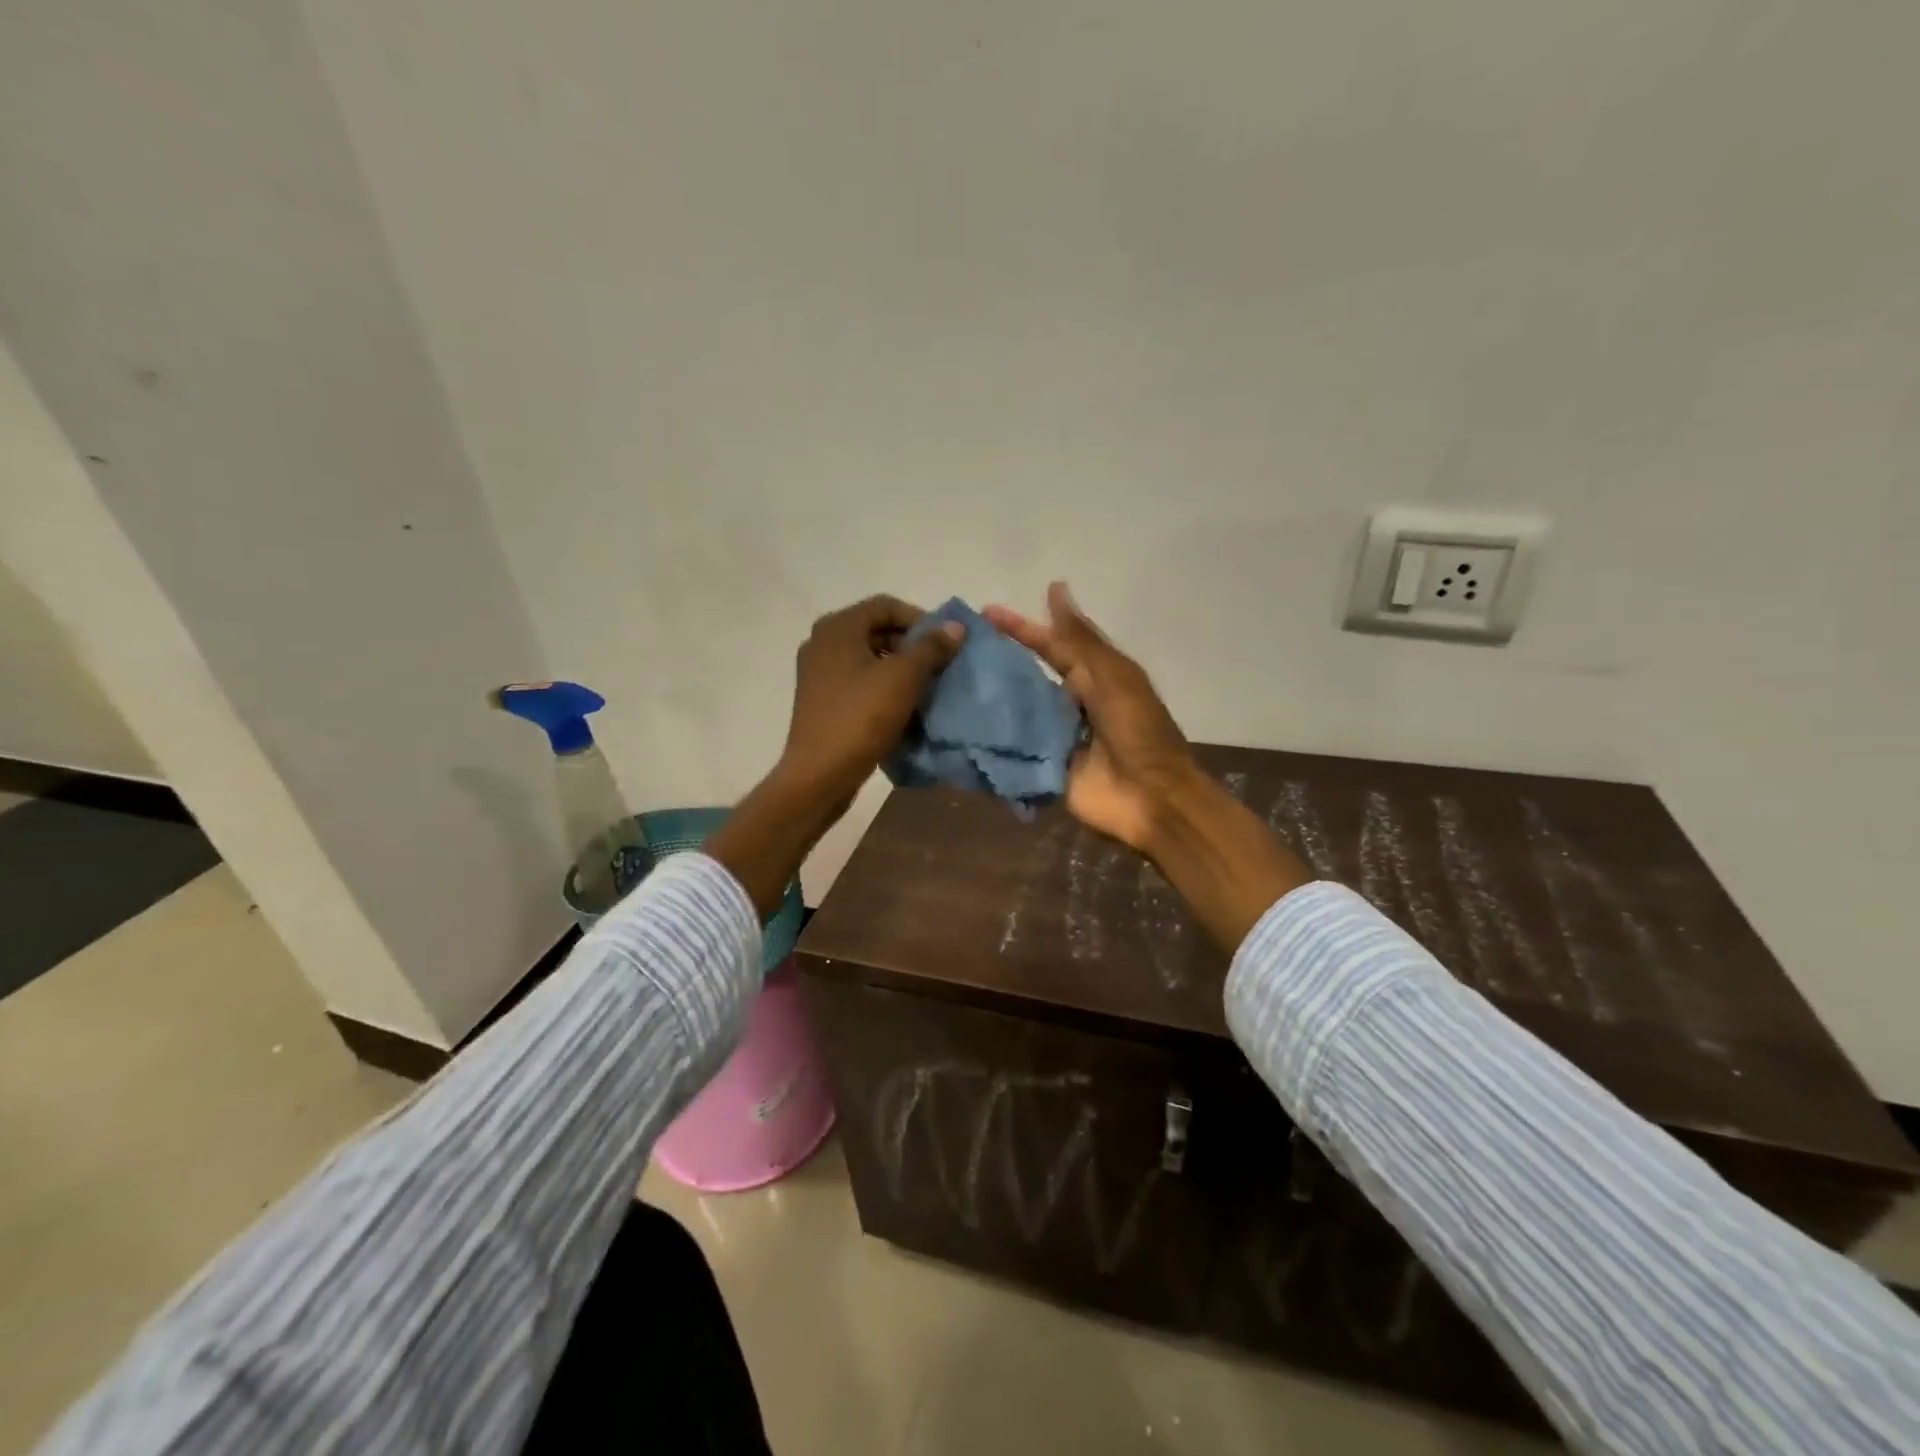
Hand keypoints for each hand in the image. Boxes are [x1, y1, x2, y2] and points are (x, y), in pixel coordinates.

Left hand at [711, 595, 961, 919]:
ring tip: (925, 688)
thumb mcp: (904, 678)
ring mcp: (817, 673)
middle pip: (875, 630)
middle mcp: (822, 642)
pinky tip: (901, 707)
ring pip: (867, 658)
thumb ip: (931, 648)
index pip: (886, 605)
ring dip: (898, 667)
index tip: (944, 643)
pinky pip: (857, 681)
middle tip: (938, 666)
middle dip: (910, 645)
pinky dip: (881, 686)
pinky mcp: (819, 700)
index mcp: (838, 627)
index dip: (920, 618)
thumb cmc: (861, 717)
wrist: (819, 774)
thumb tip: (955, 627)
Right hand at [986, 582, 1310, 950]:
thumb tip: (1055, 588)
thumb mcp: (1112, 676)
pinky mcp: (1045, 768)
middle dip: (997, 665)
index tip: (986, 613)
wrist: (1151, 798)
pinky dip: (991, 740)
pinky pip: (1014, 750)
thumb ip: (1079, 638)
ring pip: (1017, 713)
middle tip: (955, 650)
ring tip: (946, 684)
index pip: (1051, 645)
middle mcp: (1071, 703)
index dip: (1021, 629)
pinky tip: (957, 728)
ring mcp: (1056, 737)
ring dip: (989, 701)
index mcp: (1093, 678)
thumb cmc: (1137, 731)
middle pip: (1029, 678)